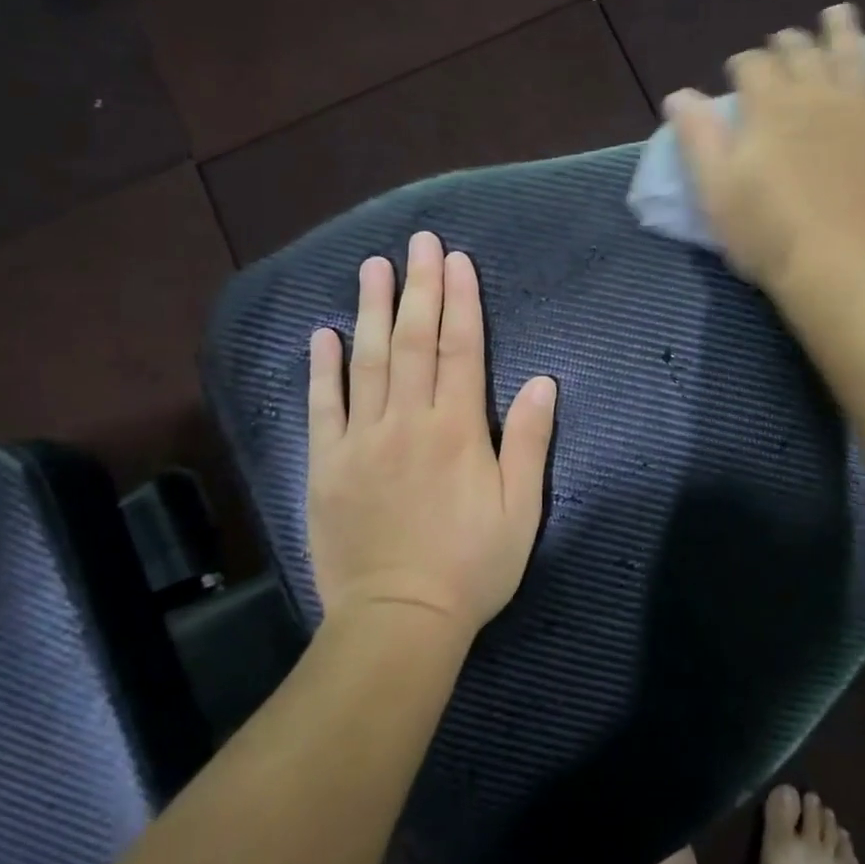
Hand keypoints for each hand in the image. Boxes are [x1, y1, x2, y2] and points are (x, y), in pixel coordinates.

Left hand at [306, 232, 557, 639]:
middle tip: (419, 243)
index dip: (460, 300)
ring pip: (368, 361)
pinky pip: (323, 406)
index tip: (457, 260)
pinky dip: (323, 368)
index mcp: (457, 429)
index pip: (460, 348)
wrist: (398, 621)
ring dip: (372, 310)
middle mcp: (407, 421)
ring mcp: (361, 440)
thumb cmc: (470, 566)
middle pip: (414, 341)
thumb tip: (542, 381)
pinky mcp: (327, 465)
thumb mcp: (520, 510)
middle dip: (419, 287)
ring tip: (373, 266)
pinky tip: (324, 334)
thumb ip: (528, 442)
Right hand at [666, 3, 864, 294]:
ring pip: (849, 56)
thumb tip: (679, 95)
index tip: (737, 70)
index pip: (752, 66)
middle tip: (782, 40)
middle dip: (787, 43)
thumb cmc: (769, 234)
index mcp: (768, 108)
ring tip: (837, 14)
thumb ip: (698, 138)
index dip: (742, 63)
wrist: (845, 266)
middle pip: (800, 54)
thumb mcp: (716, 191)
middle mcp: (815, 96)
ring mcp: (860, 111)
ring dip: (840, 32)